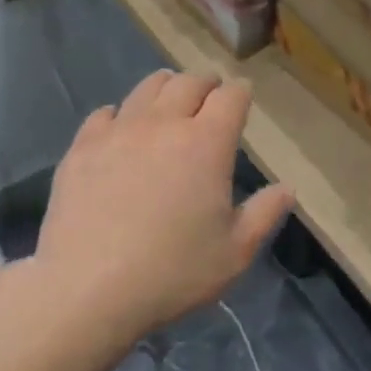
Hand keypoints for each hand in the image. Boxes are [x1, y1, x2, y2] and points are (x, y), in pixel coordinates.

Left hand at [34, 70, 294, 344]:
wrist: (87, 288)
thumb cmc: (171, 272)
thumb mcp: (234, 253)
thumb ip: (264, 214)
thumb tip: (287, 188)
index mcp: (207, 142)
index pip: (231, 96)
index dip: (240, 95)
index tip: (242, 102)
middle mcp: (164, 123)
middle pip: (190, 82)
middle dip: (205, 84)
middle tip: (209, 98)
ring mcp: (120, 130)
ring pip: (148, 87)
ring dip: (165, 88)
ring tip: (168, 102)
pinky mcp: (83, 145)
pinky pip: (105, 113)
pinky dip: (120, 115)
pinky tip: (120, 132)